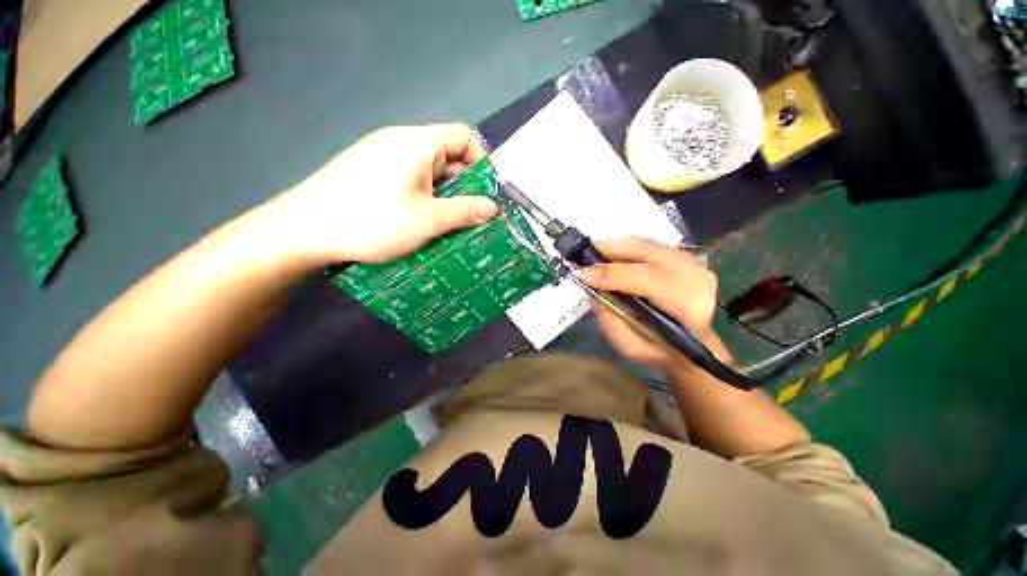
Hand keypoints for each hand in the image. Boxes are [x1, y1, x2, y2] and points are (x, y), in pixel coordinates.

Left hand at [261, 124, 498, 265]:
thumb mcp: (428, 219)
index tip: (487, 192)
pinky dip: (424, 197)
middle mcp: (400, 142)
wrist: (304, 230)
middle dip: (465, 184)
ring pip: (428, 171)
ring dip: (445, 195)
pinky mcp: (369, 173)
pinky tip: (423, 220)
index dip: (482, 161)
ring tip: (452, 223)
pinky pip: (409, 179)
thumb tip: (493, 207)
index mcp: (418, 143)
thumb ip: (465, 211)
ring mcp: (381, 157)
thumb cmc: (373, 221)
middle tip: (474, 215)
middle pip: (446, 155)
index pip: (463, 136)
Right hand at [577, 237, 719, 371]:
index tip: (578, 274)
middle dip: (605, 251)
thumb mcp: (630, 345)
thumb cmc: (659, 349)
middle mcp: (692, 274)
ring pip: (642, 243)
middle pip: (641, 250)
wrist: (695, 344)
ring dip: (612, 248)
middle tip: (578, 258)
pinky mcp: (683, 254)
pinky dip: (623, 248)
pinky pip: (645, 244)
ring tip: (589, 256)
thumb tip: (592, 286)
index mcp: (685, 303)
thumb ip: (609, 317)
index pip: (641, 278)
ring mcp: (690, 260)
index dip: (607, 274)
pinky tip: (608, 256)